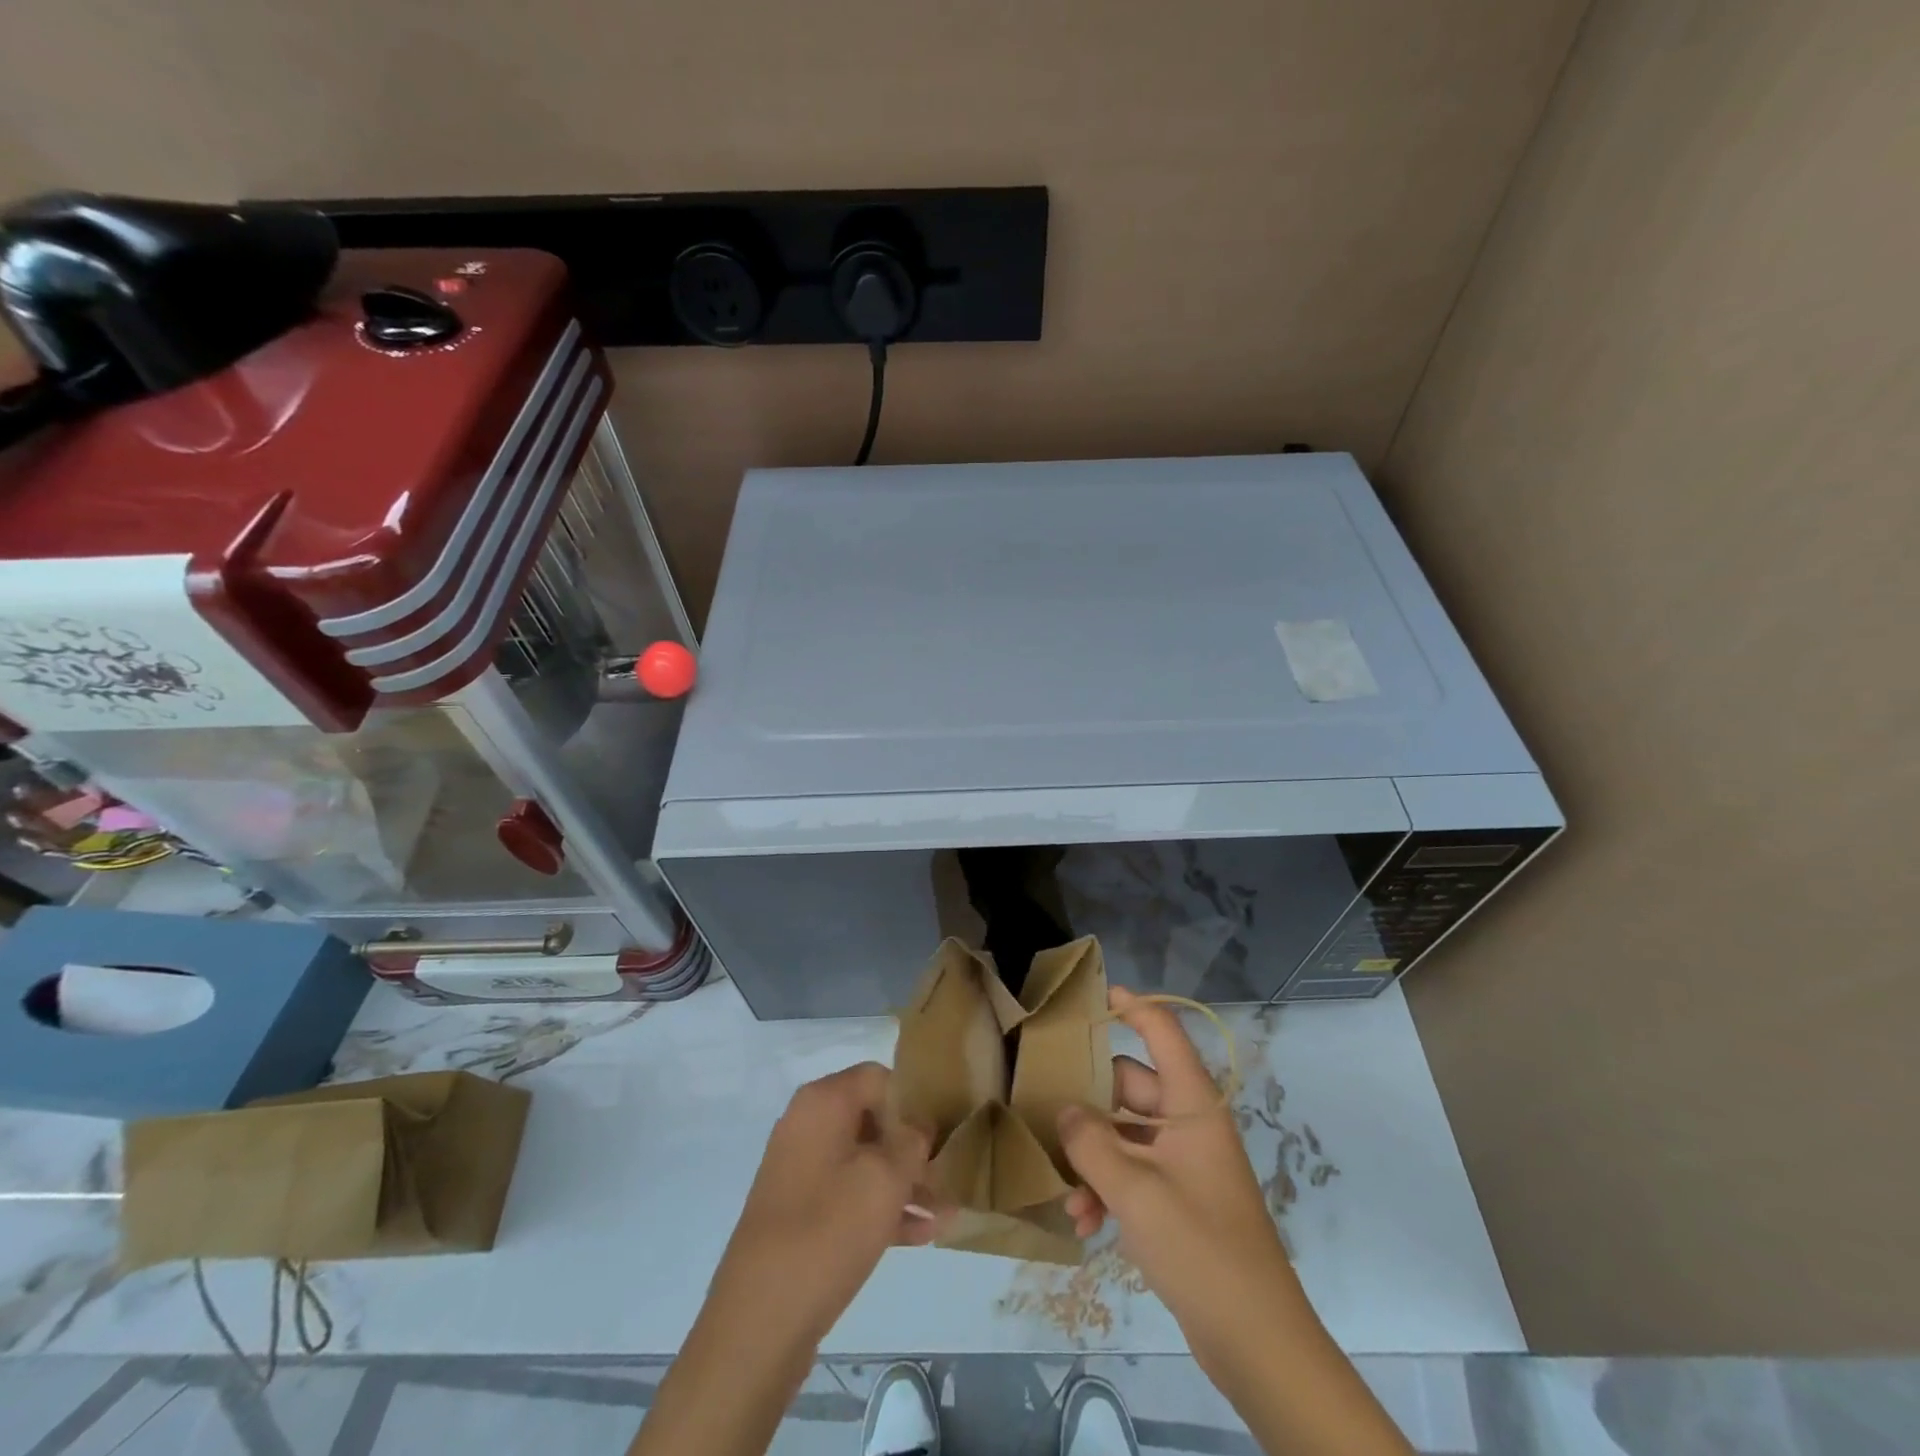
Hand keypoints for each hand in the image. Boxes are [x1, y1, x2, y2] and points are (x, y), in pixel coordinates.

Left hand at [705, 1062, 937, 1348]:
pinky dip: (882, 1208)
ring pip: (864, 1161)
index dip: (912, 1099)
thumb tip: (919, 1126)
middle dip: (912, 1147)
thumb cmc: (828, 1231)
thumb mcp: (885, 1179)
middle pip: (872, 1119)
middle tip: (949, 1174)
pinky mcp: (800, 1213)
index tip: (941, 1131)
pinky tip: (923, 1235)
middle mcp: (807, 1125)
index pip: (878, 1077)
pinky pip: (850, 1195)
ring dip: (905, 1183)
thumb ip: (912, 1142)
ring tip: (946, 1212)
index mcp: (822, 1102)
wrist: (759, 1320)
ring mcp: (801, 1170)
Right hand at [1057, 987, 1294, 1352]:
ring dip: (1092, 1157)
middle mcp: (1187, 1123)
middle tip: (1044, 1112)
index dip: (1132, 1007)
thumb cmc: (1200, 1247)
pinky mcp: (1177, 1198)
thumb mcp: (1135, 1191)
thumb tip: (1063, 1109)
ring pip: (1124, 1134)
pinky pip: (1132, 1172)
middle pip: (1129, 1086)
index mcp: (1191, 1104)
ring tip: (1065, 1192)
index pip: (1162, 1033)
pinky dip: (1107, 1188)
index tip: (1092, 997)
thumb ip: (1091, 1143)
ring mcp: (1183, 1162)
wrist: (1256, 1341)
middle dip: (1088, 1104)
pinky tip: (1082, 1222)